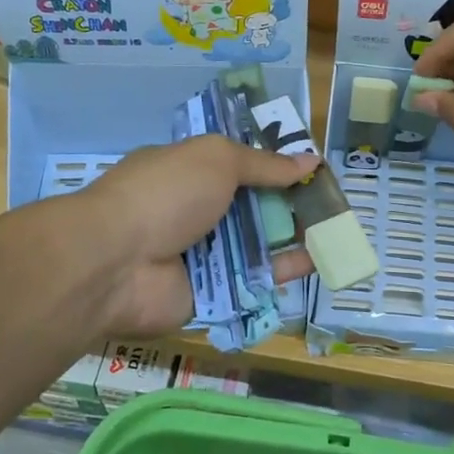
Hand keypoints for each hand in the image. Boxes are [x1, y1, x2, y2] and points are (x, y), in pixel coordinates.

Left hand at [63, 135, 315, 339]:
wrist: (117, 262)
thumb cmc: (166, 194)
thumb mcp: (217, 160)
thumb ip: (263, 164)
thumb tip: (309, 161)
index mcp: (187, 173)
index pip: (235, 167)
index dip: (272, 167)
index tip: (309, 169)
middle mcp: (193, 213)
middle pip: (250, 208)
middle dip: (288, 205)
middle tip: (331, 204)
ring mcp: (200, 255)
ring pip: (255, 247)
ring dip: (292, 238)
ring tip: (336, 232)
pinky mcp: (209, 293)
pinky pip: (252, 282)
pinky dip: (282, 273)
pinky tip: (317, 262)